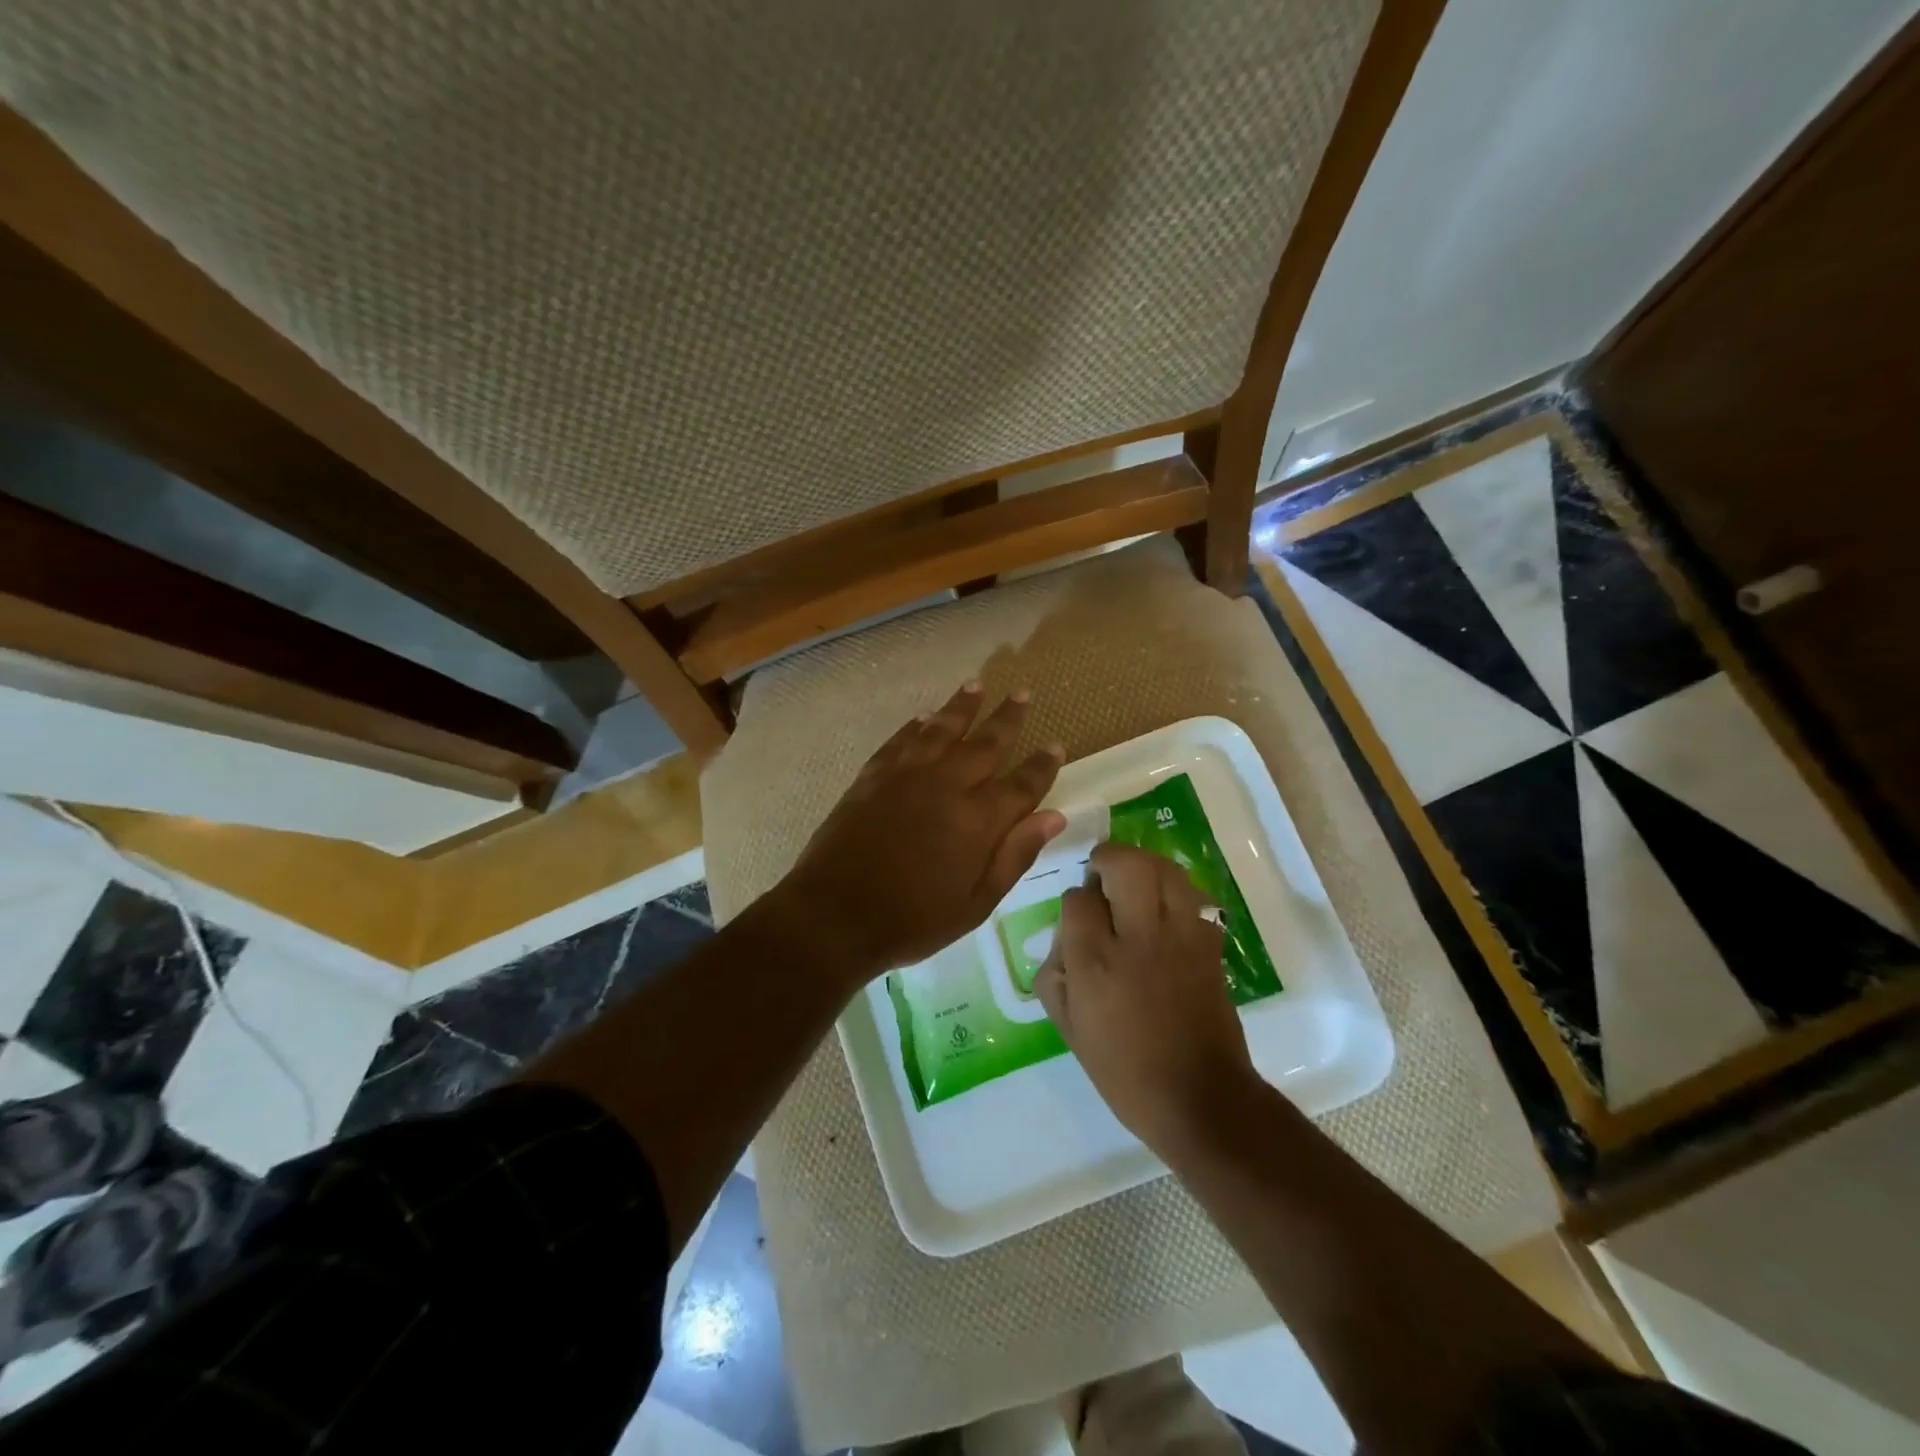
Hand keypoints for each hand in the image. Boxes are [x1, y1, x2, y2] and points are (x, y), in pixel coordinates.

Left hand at [777, 681, 1065, 980]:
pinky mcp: (873, 776)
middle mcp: (947, 785)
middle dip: (1007, 718)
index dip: (1041, 765)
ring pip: (941, 729)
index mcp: (979, 820)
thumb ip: (1015, 855)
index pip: (1022, 783)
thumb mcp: (976, 903)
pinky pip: (901, 740)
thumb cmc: (913, 920)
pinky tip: (923, 716)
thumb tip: (1054, 817)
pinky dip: (916, 725)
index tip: (1055, 744)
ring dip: (961, 706)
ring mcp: (907, 775)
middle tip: (1021, 693)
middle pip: (985, 743)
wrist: (835, 915)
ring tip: (976, 685)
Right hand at [1034, 842, 1260, 1154]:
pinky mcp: (1210, 944)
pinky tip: (1164, 910)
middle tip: (1102, 875)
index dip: (1076, 900)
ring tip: (1134, 882)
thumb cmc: (1124, 1069)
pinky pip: (1193, 895)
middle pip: (1126, 864)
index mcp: (1097, 961)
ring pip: (1165, 869)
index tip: (1079, 916)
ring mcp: (1181, 937)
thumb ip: (1054, 974)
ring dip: (1145, 865)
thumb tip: (1064, 936)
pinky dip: (1175, 890)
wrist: (1199, 1098)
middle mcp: (1139, 937)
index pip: (1079, 899)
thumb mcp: (1069, 1029)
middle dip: (1109, 858)